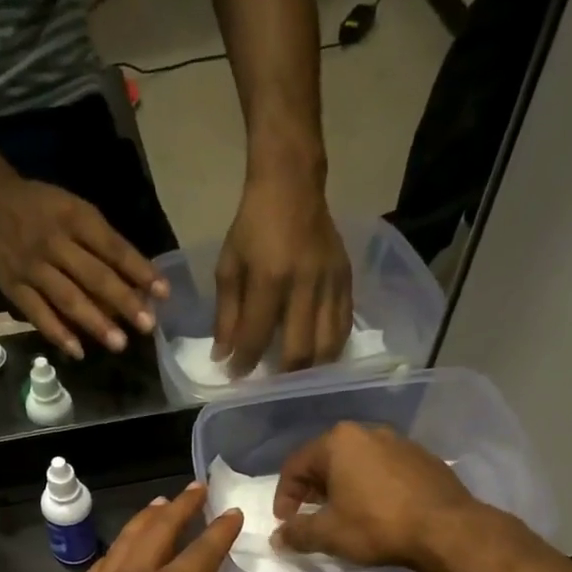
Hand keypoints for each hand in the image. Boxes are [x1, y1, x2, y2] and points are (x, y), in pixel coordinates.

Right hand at [0, 177, 166, 358]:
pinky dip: (58, 333)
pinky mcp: (14, 287)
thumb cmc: (45, 209)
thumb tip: (139, 282)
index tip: (163, 293)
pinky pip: (38, 313)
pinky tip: (78, 351)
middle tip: (146, 326)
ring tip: (119, 343)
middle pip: (94, 276)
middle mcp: (55, 242)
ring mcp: (33, 267)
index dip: (140, 271)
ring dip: (95, 322)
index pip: (114, 248)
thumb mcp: (77, 212)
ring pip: (68, 298)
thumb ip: (104, 244)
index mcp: (76, 219)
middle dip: (123, 302)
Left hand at [44, 484, 254, 571]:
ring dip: (145, 520)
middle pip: (156, 532)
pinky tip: (122, 550)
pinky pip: (100, 565)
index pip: (199, 552)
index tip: (234, 513)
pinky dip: (117, 549)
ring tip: (160, 505)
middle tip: (196, 489)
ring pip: (122, 542)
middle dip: (180, 507)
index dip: (220, 532)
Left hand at [213, 171, 351, 375]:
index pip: (257, 337)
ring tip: (295, 378)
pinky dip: (331, 349)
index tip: (234, 376)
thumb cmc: (253, 226)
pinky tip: (318, 357)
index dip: (244, 363)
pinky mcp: (348, 280)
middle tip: (269, 385)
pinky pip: (344, 328)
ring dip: (311, 370)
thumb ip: (226, 316)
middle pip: (299, 351)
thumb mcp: (229, 267)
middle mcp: (306, 284)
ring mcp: (331, 283)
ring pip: (328, 346)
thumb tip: (223, 357)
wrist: (292, 185)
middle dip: (282, 377)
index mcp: (270, 278)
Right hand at [272, 422, 481, 568]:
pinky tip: (375, 511)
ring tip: (341, 514)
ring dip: (342, 486)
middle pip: (326, 459)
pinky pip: (384, 469)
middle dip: (312, 489)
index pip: (295, 465)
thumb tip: (278, 537)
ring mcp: (400, 442)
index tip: (285, 522)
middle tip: (309, 515)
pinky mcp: (423, 458)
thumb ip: (297, 533)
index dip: (284, 496)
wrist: (447, 529)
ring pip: (357, 463)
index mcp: (338, 442)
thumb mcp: (328, 534)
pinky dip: (370, 486)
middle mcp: (368, 432)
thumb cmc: (377, 525)